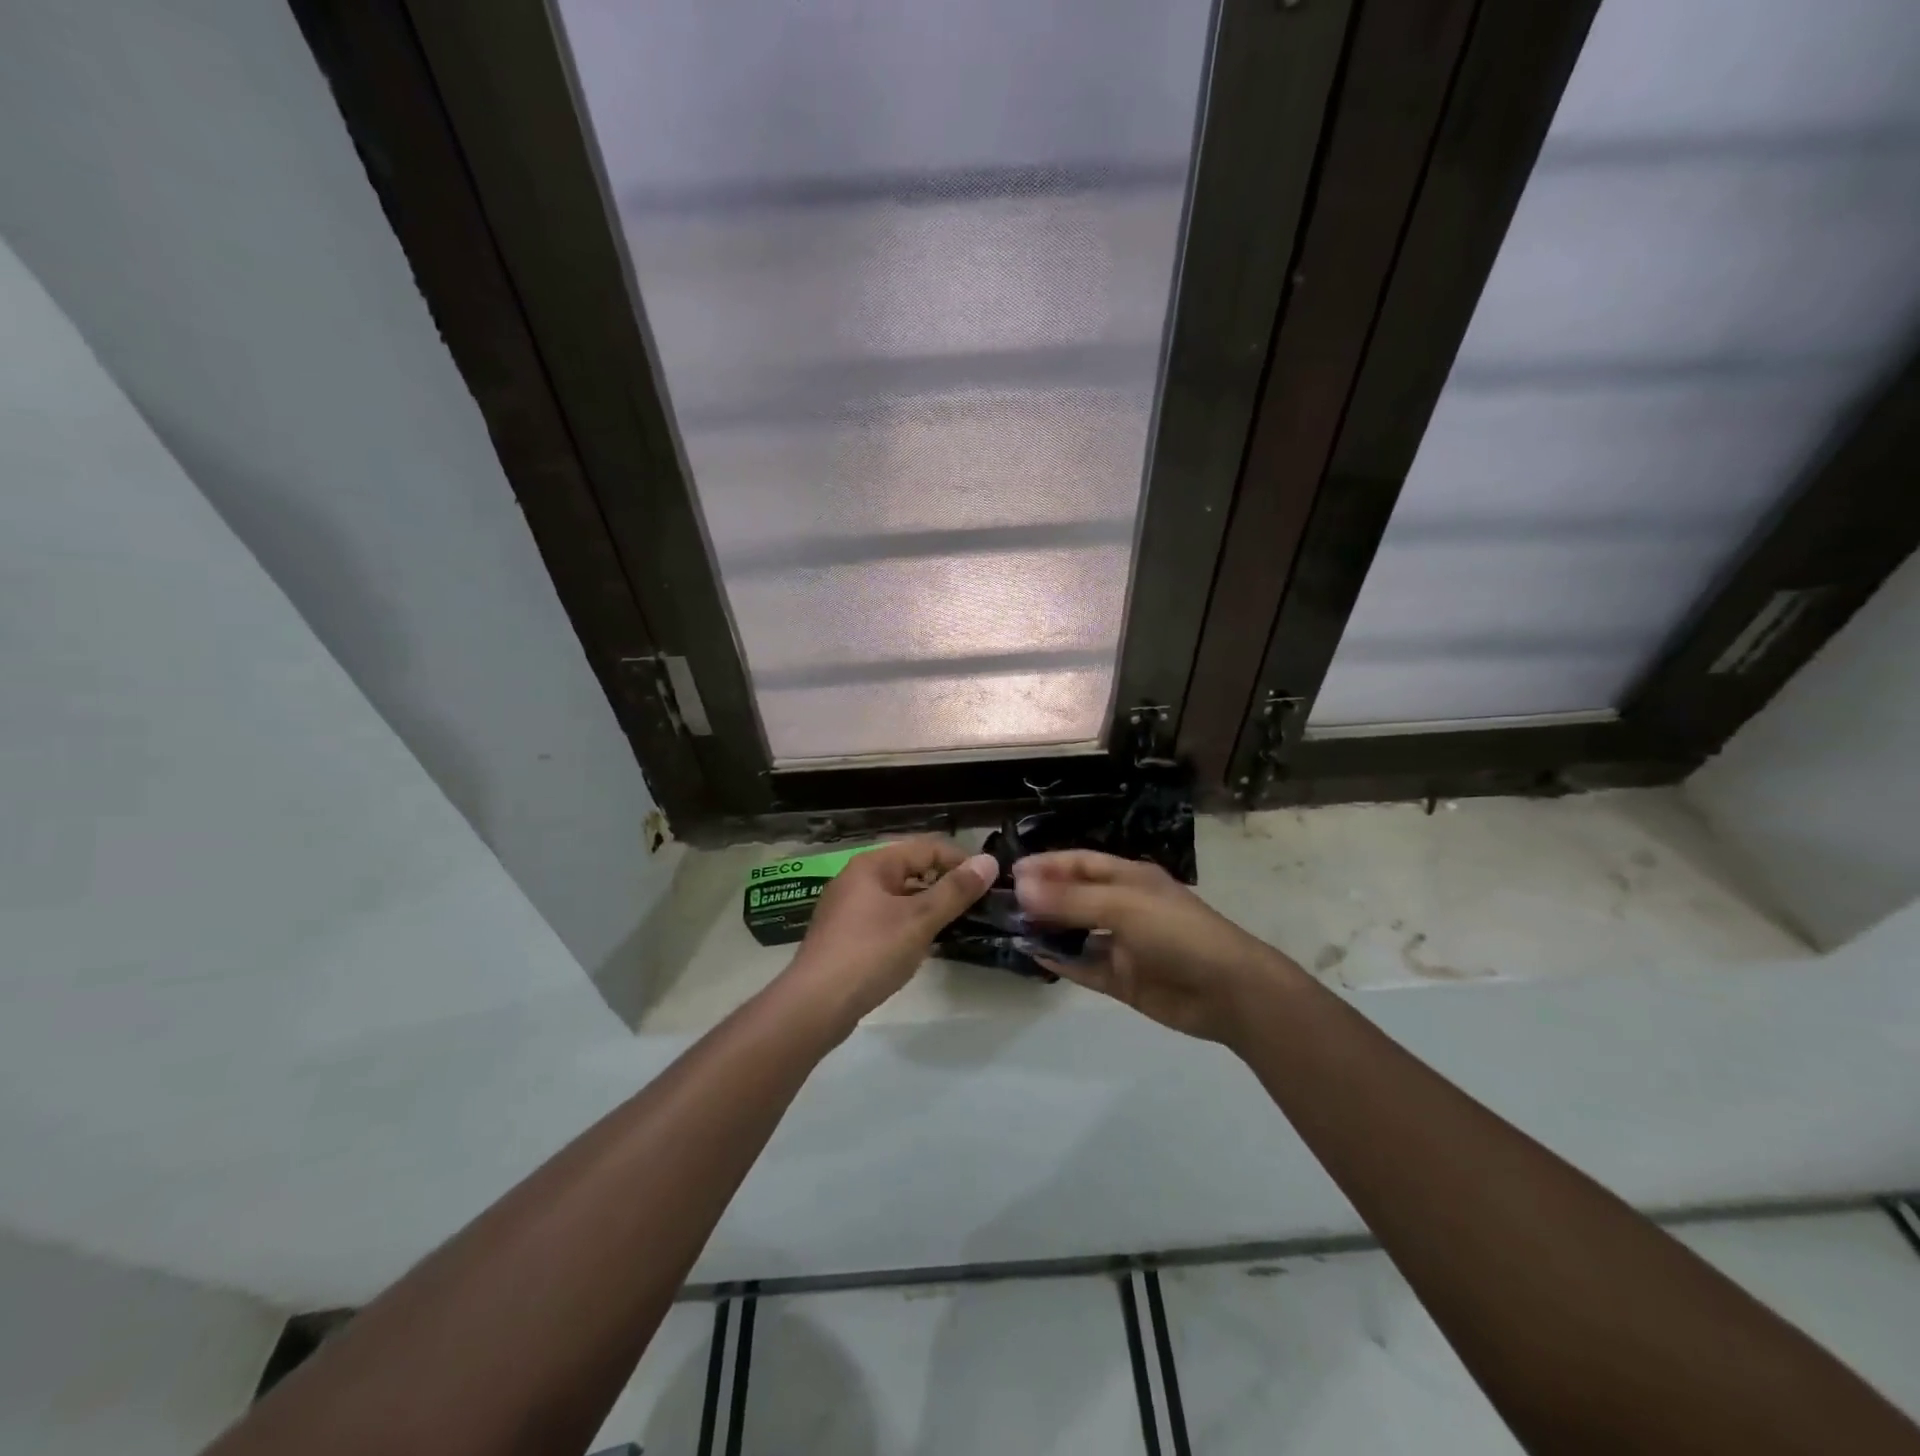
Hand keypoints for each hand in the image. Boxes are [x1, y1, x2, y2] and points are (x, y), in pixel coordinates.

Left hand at [782, 838, 996, 1031]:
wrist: (815, 1005)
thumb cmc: (871, 953)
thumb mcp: (920, 920)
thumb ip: (955, 890)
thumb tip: (989, 862)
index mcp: (872, 864)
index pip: (926, 847)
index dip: (960, 860)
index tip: (988, 882)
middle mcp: (857, 878)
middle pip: (910, 869)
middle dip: (944, 883)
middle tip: (976, 904)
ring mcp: (847, 908)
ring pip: (898, 896)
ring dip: (927, 905)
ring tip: (956, 923)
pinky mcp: (845, 936)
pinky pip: (886, 918)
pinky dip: (908, 924)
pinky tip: (923, 945)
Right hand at [1012, 850, 1299, 1044]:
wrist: (1228, 990)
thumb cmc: (1176, 932)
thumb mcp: (1122, 906)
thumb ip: (1070, 900)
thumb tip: (1020, 888)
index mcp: (1129, 878)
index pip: (1080, 863)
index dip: (1047, 864)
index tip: (1011, 871)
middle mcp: (1123, 906)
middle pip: (1074, 897)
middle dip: (1042, 897)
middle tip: (1002, 902)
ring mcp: (1123, 944)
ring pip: (1076, 932)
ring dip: (1047, 930)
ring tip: (1009, 929)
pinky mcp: (1122, 978)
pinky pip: (1084, 966)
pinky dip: (1060, 960)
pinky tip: (1033, 955)